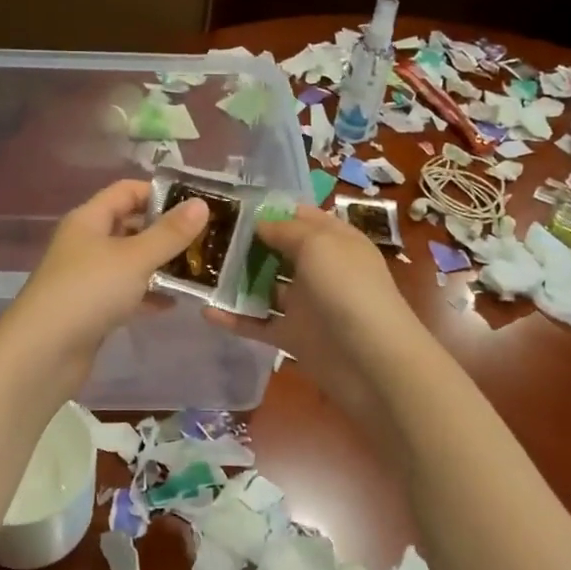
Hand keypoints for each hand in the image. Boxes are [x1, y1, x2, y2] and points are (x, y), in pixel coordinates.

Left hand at [0, 179, 209, 391]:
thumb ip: (169, 233)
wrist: (44, 353)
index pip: (127, 191)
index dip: (159, 193)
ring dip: (161, 265)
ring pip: (131, 262)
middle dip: (166, 232)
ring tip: (199, 270)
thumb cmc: (89, 292)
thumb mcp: (135, 258)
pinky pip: (126, 292)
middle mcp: (86, 242)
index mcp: (89, 219)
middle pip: (131, 226)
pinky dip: (148, 294)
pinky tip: (175, 303)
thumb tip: (201, 204)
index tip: (196, 205)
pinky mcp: (92, 307)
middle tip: (205, 239)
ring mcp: (88, 277)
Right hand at [204, 205, 426, 418]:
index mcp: (334, 240)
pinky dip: (234, 319)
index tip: (229, 206)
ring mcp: (306, 304)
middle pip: (278, 250)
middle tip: (204, 236)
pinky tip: (205, 311)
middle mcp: (320, 269)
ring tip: (197, 271)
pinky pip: (258, 324)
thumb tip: (259, 223)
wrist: (373, 364)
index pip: (300, 216)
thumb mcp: (319, 245)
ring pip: (265, 287)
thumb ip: (286, 230)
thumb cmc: (349, 291)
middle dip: (246, 243)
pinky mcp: (293, 336)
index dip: (269, 209)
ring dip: (236, 280)